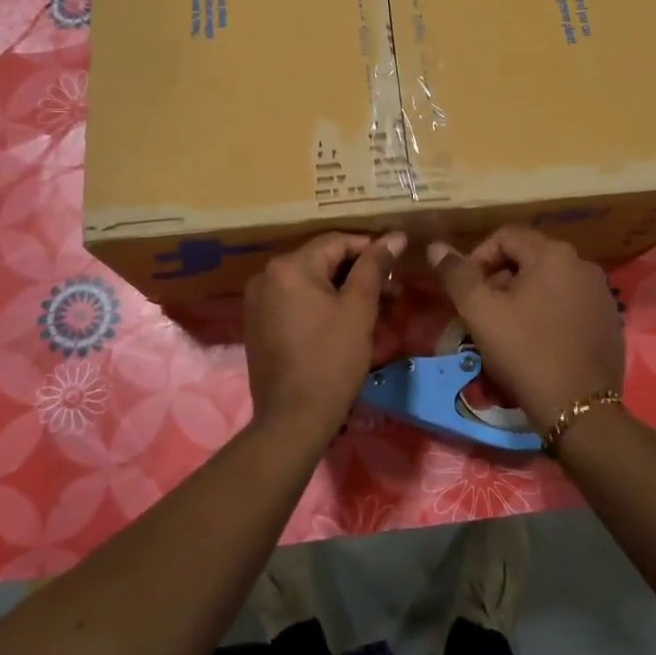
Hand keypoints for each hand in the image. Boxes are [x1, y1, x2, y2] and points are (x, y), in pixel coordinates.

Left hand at [243, 231, 404, 443]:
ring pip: (309, 282)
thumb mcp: (359, 309)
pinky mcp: (257, 323)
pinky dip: (319, 304)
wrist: (293, 418)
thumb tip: (395, 236)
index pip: (336, 241)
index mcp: (290, 266)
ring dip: (341, 289)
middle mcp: (266, 275)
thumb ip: (375, 266)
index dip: (371, 248)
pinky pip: (294, 301)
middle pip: (321, 260)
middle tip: (392, 290)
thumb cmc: (332, 360)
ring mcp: (257, 300)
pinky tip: (344, 320)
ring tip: (375, 307)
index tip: (398, 263)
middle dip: (358, 272)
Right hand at [427, 226, 622, 427]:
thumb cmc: (525, 352)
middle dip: (500, 278)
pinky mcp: (609, 319)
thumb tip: (436, 246)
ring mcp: (601, 293)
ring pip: (550, 281)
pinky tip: (539, 341)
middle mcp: (583, 264)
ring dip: (524, 295)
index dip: (478, 256)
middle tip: (483, 311)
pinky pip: (570, 303)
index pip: (505, 236)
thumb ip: (457, 274)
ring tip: (507, 328)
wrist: (578, 408)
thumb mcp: (480, 312)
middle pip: (529, 257)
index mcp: (553, 254)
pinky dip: (549, 311)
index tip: (465, 289)